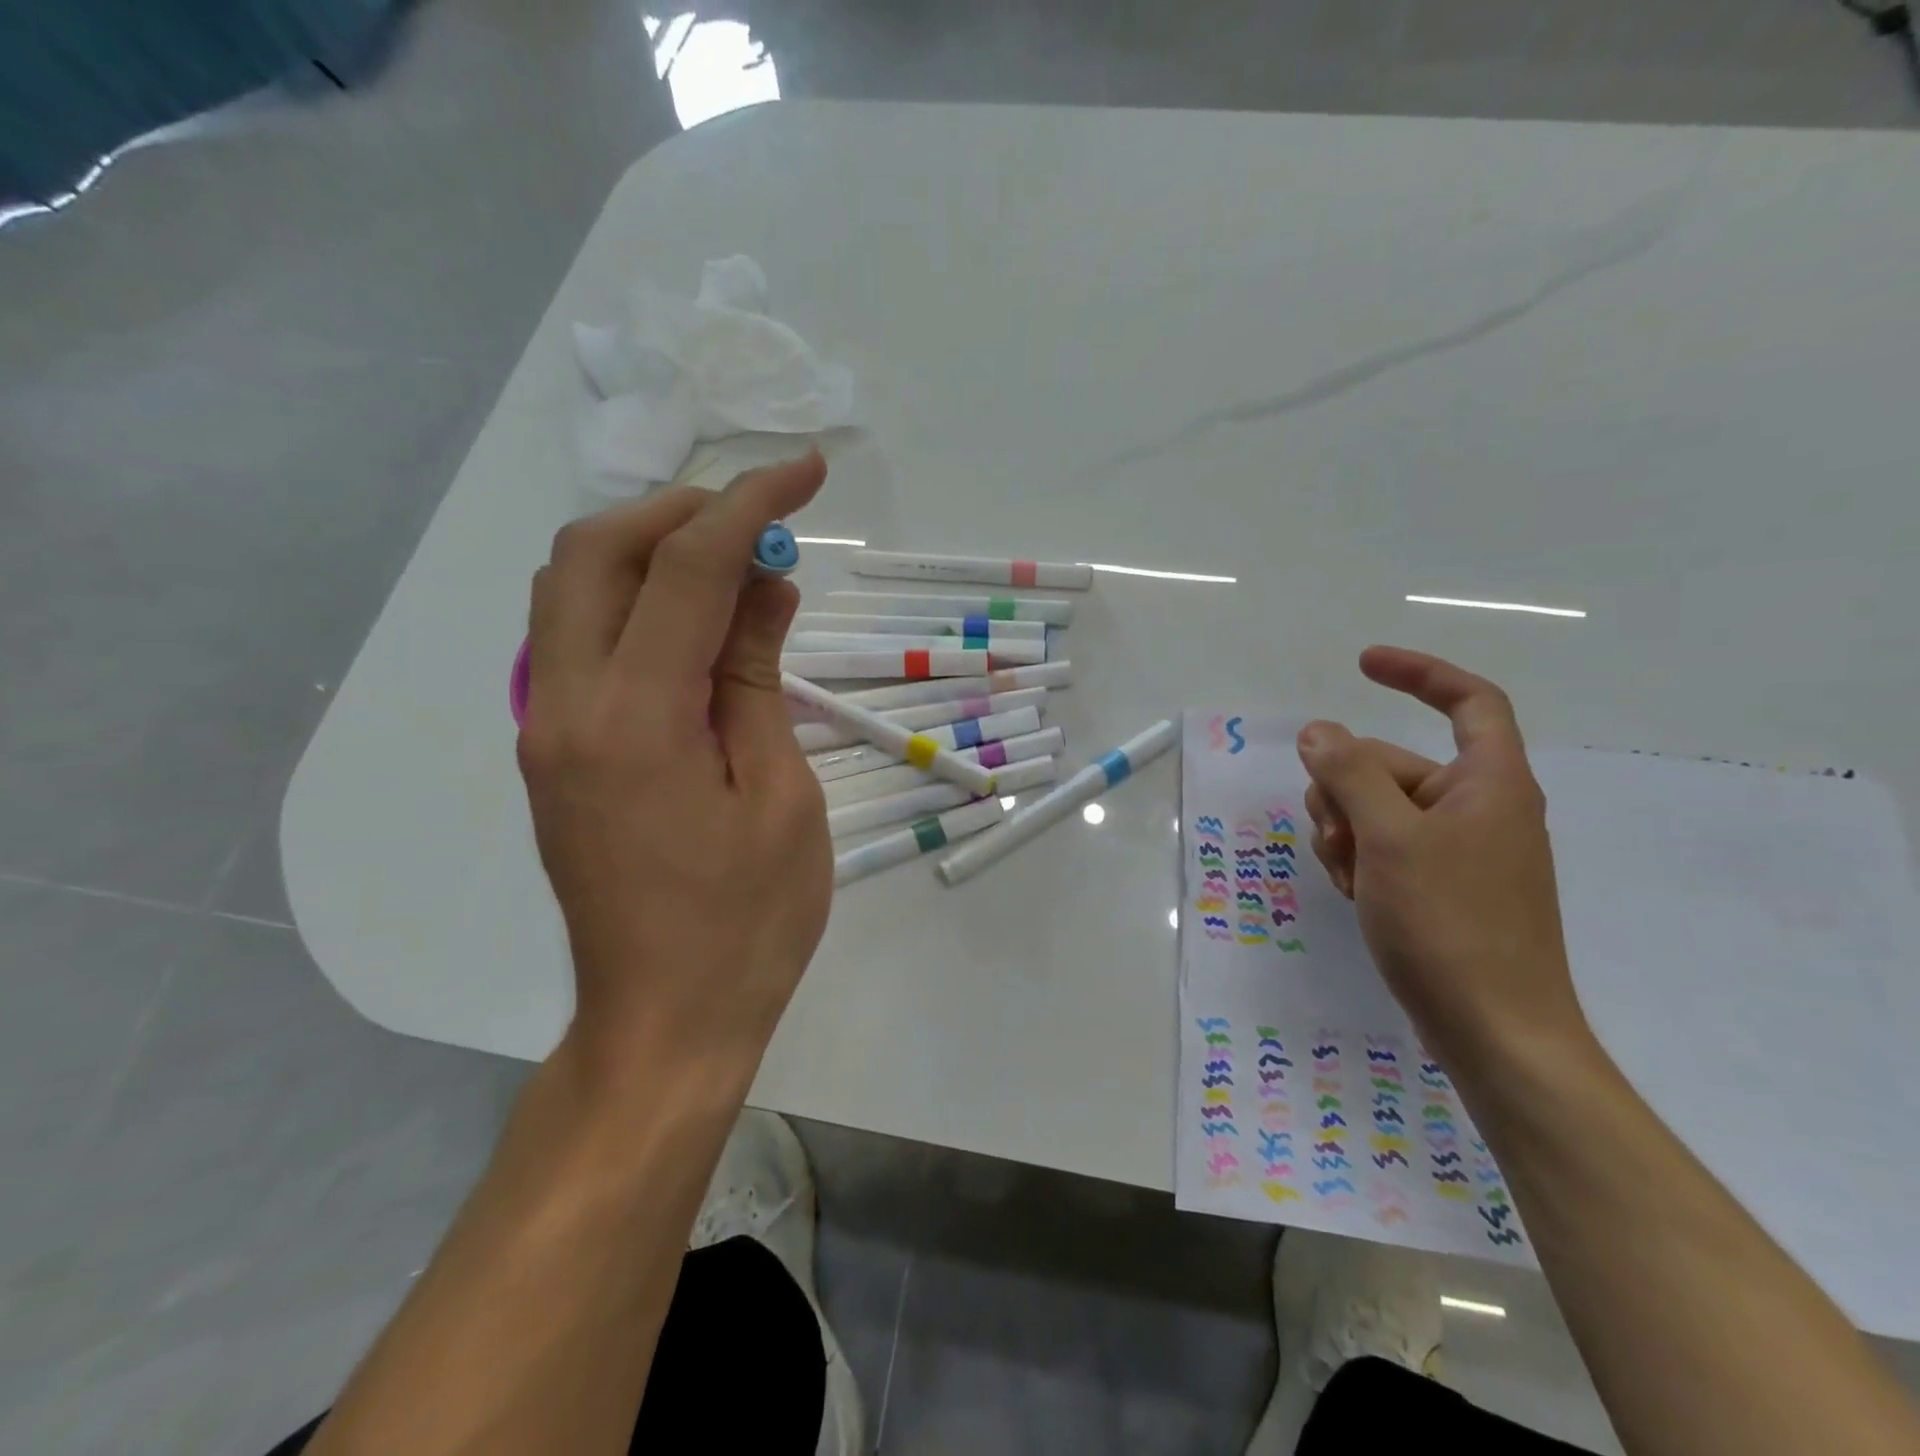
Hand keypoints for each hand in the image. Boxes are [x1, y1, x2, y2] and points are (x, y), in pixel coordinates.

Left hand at [517, 454, 831, 1085]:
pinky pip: (579, 639)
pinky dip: (634, 602)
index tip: (807, 471)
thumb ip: (757, 678)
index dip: (751, 504)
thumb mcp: (781, 795)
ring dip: (650, 549)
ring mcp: (546, 730)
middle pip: (597, 552)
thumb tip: (765, 586)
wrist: (663, 1021)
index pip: (687, 567)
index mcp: (636, 719)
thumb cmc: (748, 923)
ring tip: (734, 564)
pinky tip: (697, 626)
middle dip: (683, 510)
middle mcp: (567, 707)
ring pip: (573, 589)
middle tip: (762, 521)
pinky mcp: (553, 753)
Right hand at [1296, 646, 1589, 1067]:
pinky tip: (1356, 894)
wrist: (1494, 1031)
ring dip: (1346, 831)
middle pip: (1393, 765)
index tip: (1362, 665)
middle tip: (1333, 833)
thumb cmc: (1450, 924)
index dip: (1419, 673)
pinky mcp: (1440, 887)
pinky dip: (1361, 861)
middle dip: (1346, 789)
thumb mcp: (1388, 838)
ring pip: (1378, 810)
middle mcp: (1478, 808)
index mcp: (1489, 783)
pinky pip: (1386, 849)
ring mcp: (1458, 851)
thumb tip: (1319, 731)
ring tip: (1348, 875)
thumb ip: (1349, 773)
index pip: (1469, 701)